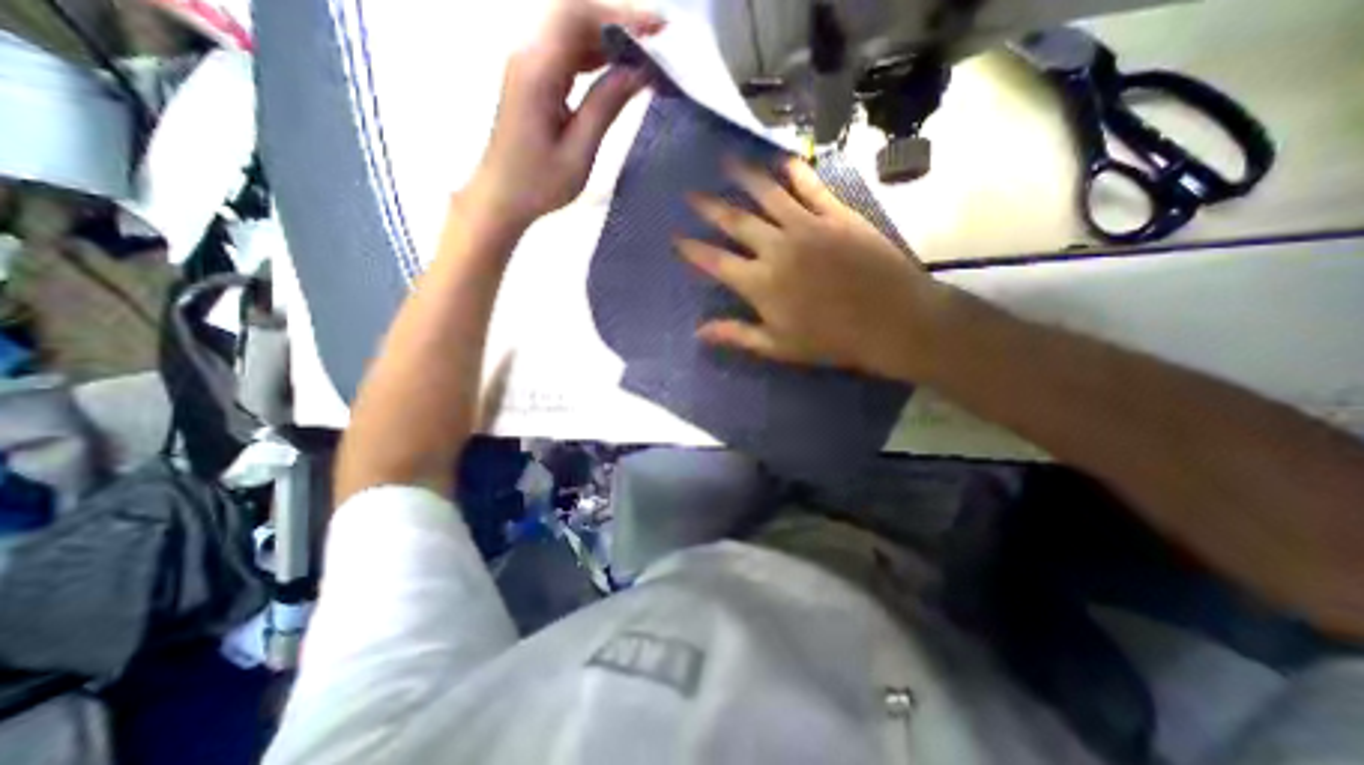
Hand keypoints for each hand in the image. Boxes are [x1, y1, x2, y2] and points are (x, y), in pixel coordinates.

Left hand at [465, 0, 662, 225]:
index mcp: (537, 71)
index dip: (620, 16)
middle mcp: (528, 55)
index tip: (659, 29)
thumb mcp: (579, 153)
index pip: (577, 17)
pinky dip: (595, 54)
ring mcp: (528, 65)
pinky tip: (617, 68)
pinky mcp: (533, 78)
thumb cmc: (538, 185)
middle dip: (618, 22)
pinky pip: (567, 52)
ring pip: (571, 31)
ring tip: (645, 55)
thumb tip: (637, 72)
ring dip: (609, 38)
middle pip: (574, 15)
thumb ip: (605, 107)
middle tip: (658, 41)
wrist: (500, 198)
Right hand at [677, 154, 949, 378]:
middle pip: (735, 220)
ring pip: (767, 194)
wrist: (891, 321)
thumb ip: (737, 335)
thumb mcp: (778, 347)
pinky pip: (811, 186)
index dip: (692, 249)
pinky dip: (795, 171)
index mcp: (759, 282)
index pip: (715, 261)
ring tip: (727, 161)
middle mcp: (776, 247)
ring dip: (744, 176)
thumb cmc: (830, 341)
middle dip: (709, 207)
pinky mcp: (837, 214)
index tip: (676, 237)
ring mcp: (807, 226)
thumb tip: (698, 333)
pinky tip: (782, 161)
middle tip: (691, 193)